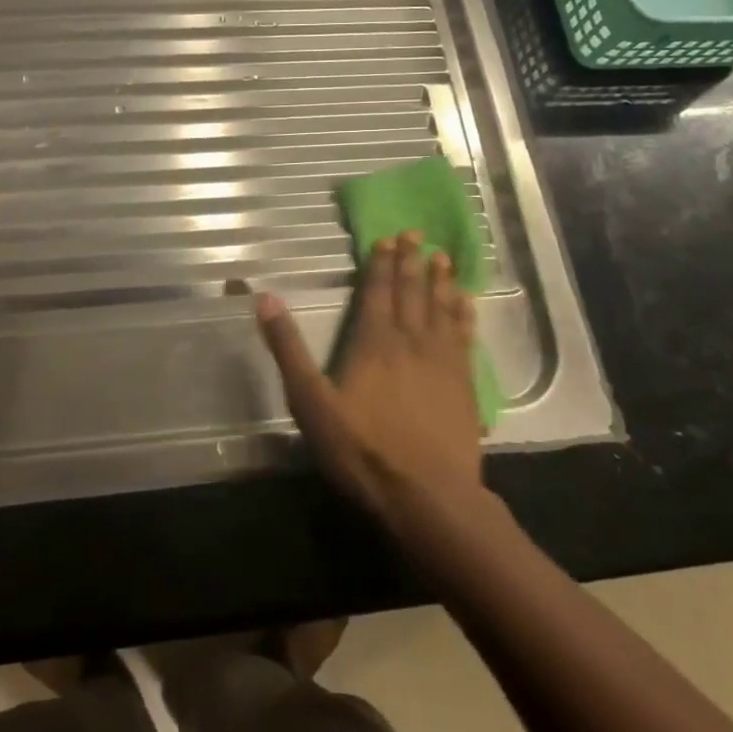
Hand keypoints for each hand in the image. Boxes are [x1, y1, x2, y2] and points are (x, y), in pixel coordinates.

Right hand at [257, 232, 484, 523]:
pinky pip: (465, 339)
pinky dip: (465, 317)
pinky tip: (468, 305)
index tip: (388, 239)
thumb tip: (265, 299)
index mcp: (373, 343)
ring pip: (442, 310)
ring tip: (443, 258)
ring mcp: (443, 364)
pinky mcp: (464, 387)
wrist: (427, 497)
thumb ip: (288, 349)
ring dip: (441, 282)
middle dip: (412, 262)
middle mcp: (411, 343)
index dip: (382, 265)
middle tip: (417, 234)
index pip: (378, 293)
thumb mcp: (310, 402)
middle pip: (412, 293)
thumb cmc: (362, 450)